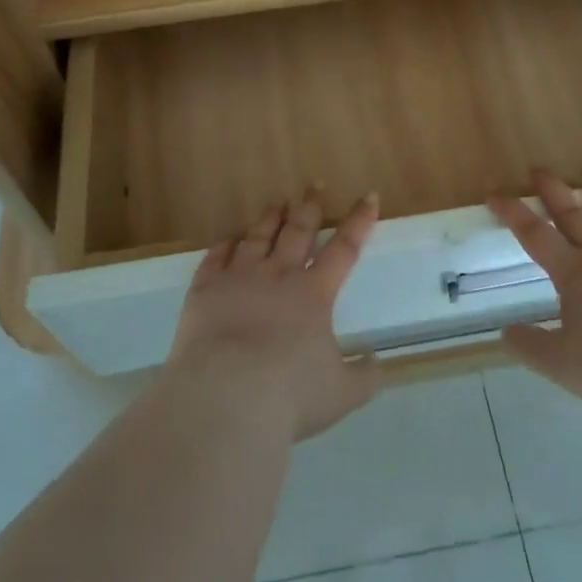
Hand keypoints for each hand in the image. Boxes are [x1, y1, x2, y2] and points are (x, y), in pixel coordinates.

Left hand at [164, 189, 381, 440]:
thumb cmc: (289, 395)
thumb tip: (376, 360)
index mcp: (314, 294)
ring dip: (270, 218)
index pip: (344, 249)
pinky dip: (224, 245)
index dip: (358, 222)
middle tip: (314, 184)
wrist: (226, 397)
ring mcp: (239, 278)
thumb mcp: (341, 394)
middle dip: (309, 205)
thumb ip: (363, 375)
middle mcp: (278, 276)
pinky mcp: (205, 289)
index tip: (368, 196)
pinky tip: (228, 239)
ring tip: (277, 202)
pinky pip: (216, 257)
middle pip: (298, 231)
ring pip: (258, 237)